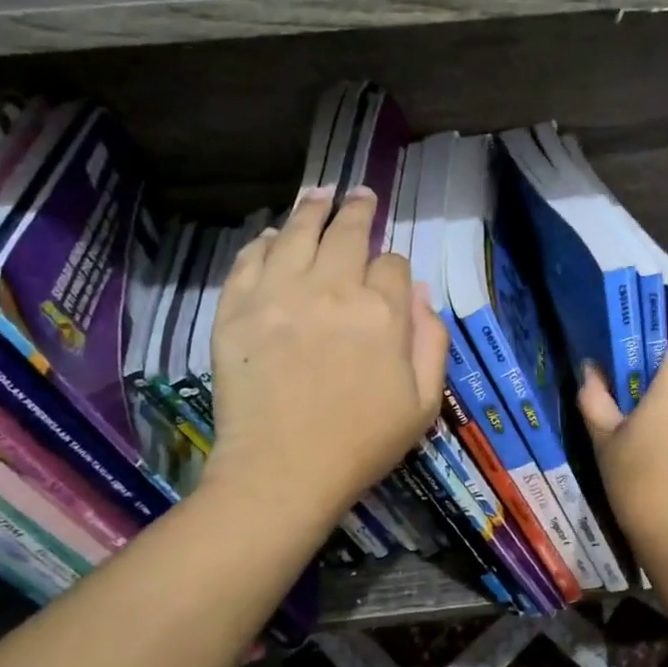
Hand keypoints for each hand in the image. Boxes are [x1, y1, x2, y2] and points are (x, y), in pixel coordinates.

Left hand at [204, 186, 447, 531]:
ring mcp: (278, 295)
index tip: (389, 275)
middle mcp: (332, 289)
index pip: (392, 264)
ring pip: (297, 233)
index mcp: (383, 313)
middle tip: (359, 194)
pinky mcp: (236, 310)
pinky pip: (250, 260)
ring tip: (319, 193)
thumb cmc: (362, 444)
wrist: (282, 473)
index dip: (393, 266)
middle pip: (347, 233)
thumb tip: (421, 293)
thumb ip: (431, 342)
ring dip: (311, 209)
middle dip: (358, 210)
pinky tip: (272, 234)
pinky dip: (263, 242)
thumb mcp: (423, 403)